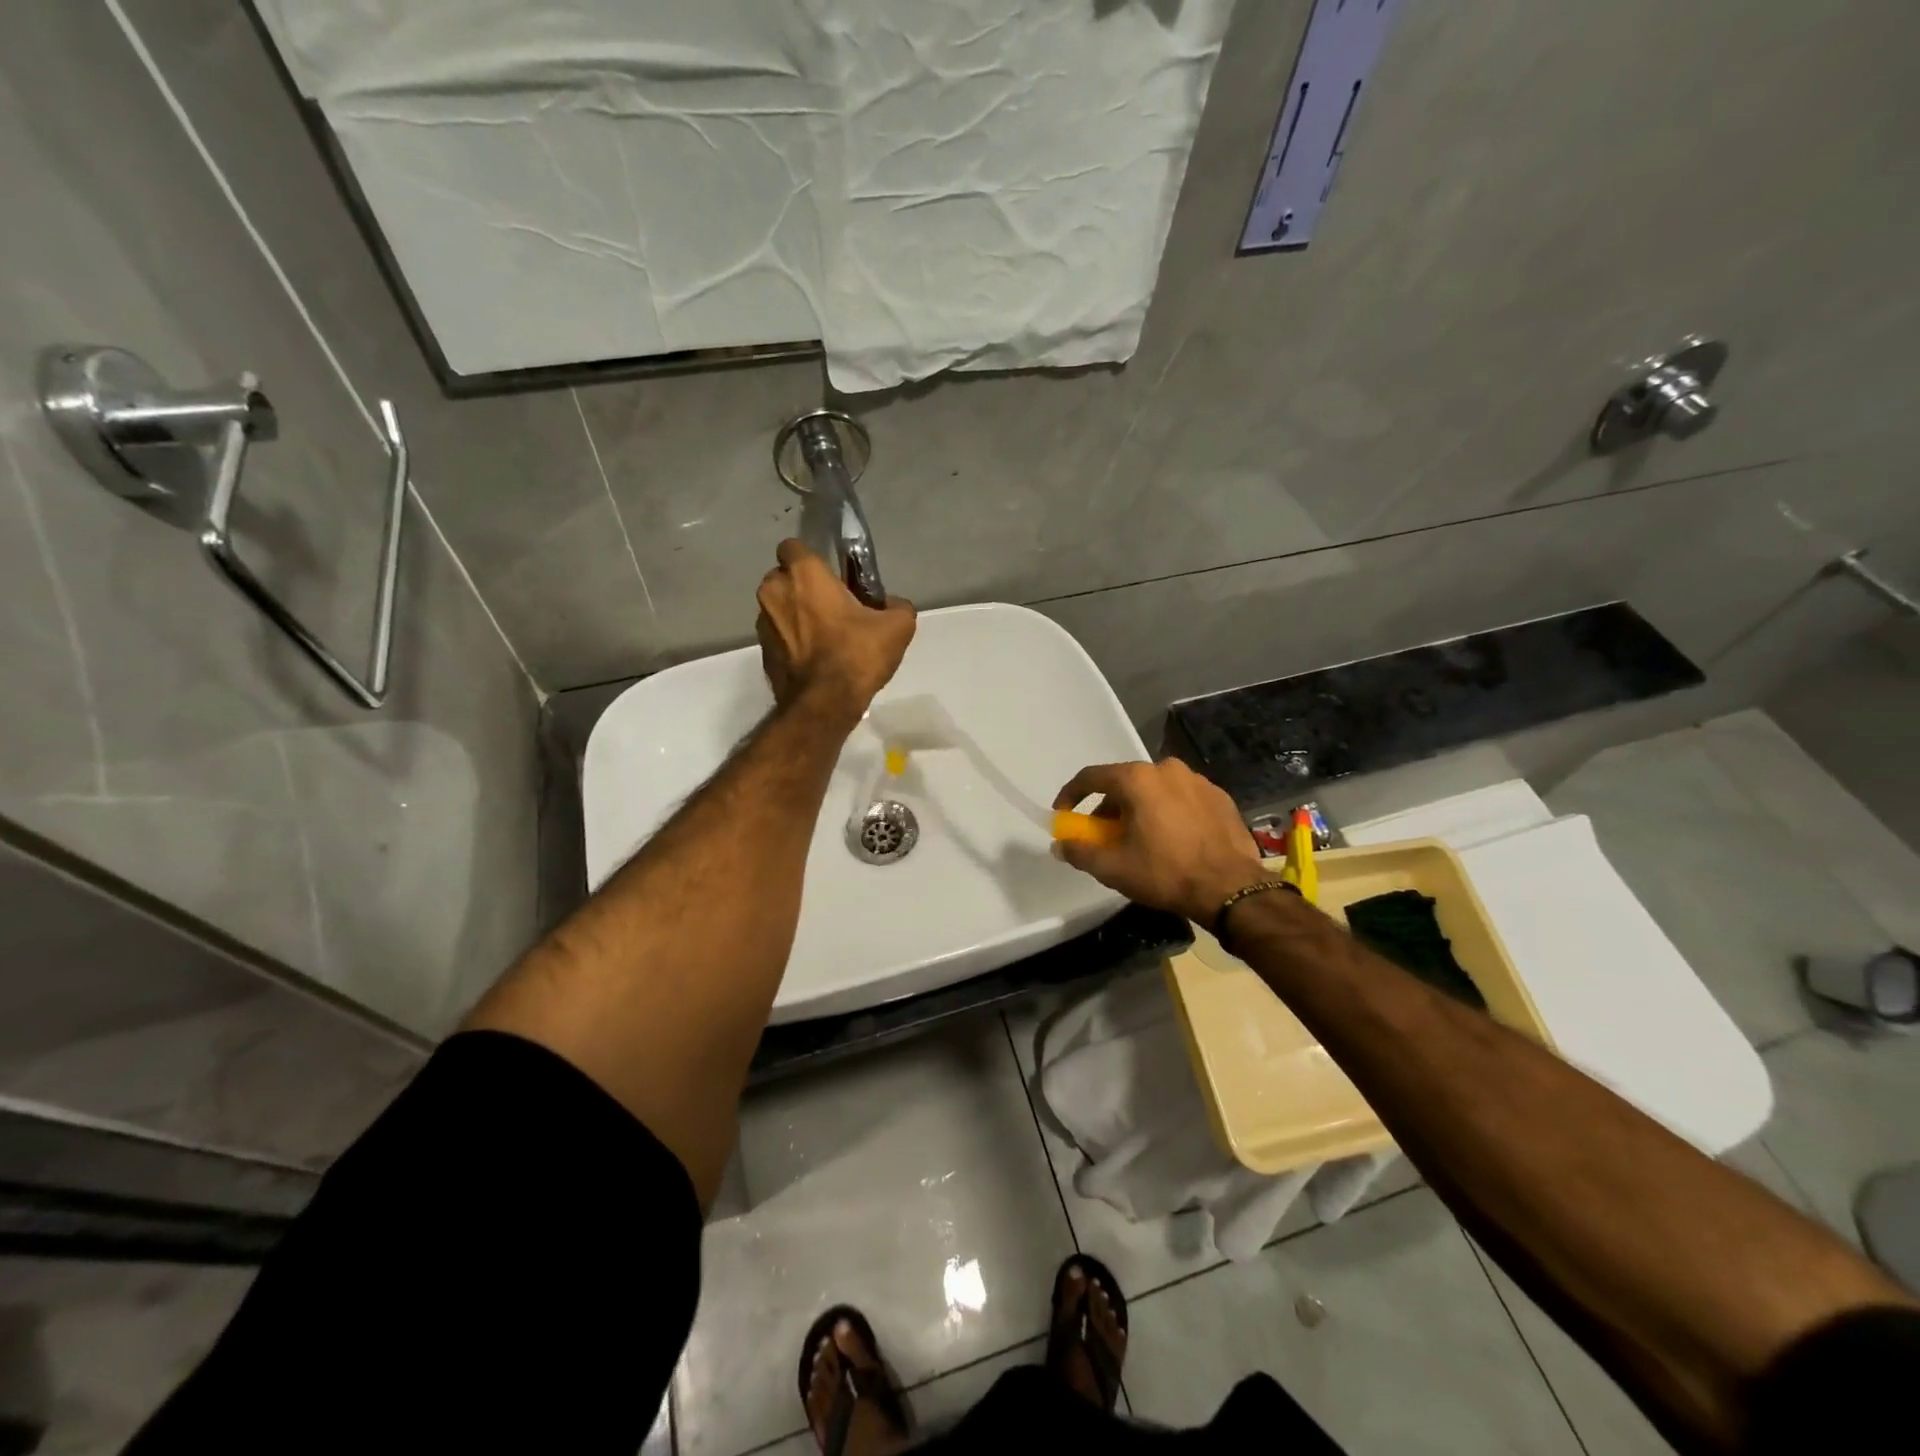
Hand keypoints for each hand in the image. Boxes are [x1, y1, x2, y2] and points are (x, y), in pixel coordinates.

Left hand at [756, 539, 915, 724]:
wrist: (824, 704)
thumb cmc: (857, 654)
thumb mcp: (898, 627)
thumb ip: (897, 606)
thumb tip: (892, 605)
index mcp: (803, 575)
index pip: (792, 547)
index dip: (811, 559)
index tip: (830, 577)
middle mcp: (774, 592)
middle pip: (783, 577)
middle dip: (801, 587)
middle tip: (831, 607)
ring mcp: (762, 623)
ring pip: (778, 608)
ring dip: (794, 615)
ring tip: (823, 637)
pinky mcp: (762, 652)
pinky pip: (777, 636)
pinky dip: (791, 642)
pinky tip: (814, 659)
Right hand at [1052, 759, 1268, 925]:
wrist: (1231, 888)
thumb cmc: (1166, 873)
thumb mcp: (1113, 868)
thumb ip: (1080, 851)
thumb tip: (1060, 844)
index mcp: (1138, 779)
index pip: (1091, 777)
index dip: (1071, 795)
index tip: (1064, 814)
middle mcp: (1167, 769)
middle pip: (1124, 783)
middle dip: (1109, 808)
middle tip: (1106, 836)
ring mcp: (1197, 781)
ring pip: (1155, 790)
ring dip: (1140, 809)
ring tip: (1141, 840)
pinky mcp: (1220, 797)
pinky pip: (1182, 799)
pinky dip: (1169, 813)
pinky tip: (1173, 840)